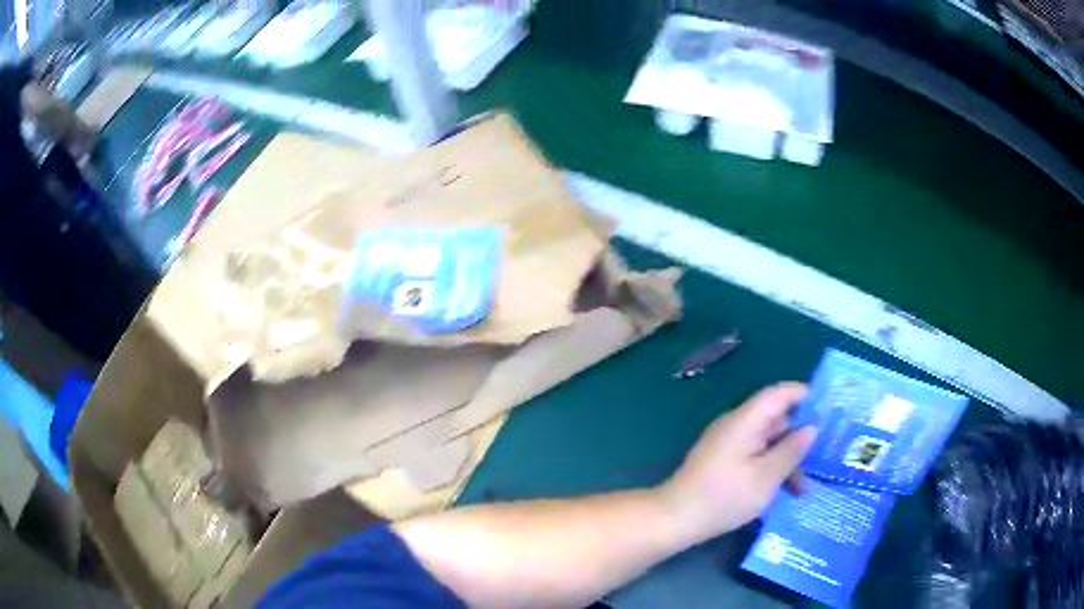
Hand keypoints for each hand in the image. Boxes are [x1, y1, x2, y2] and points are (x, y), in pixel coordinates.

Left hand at [656, 383, 817, 546]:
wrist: (674, 519)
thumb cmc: (723, 498)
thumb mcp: (766, 477)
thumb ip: (791, 450)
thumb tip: (811, 429)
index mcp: (745, 421)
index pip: (779, 394)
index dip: (804, 396)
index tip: (828, 410)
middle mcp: (736, 426)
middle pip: (775, 419)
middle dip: (801, 436)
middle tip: (826, 453)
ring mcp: (728, 445)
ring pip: (767, 442)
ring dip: (787, 460)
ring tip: (804, 487)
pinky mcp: (723, 463)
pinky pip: (755, 456)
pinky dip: (771, 469)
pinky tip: (785, 492)